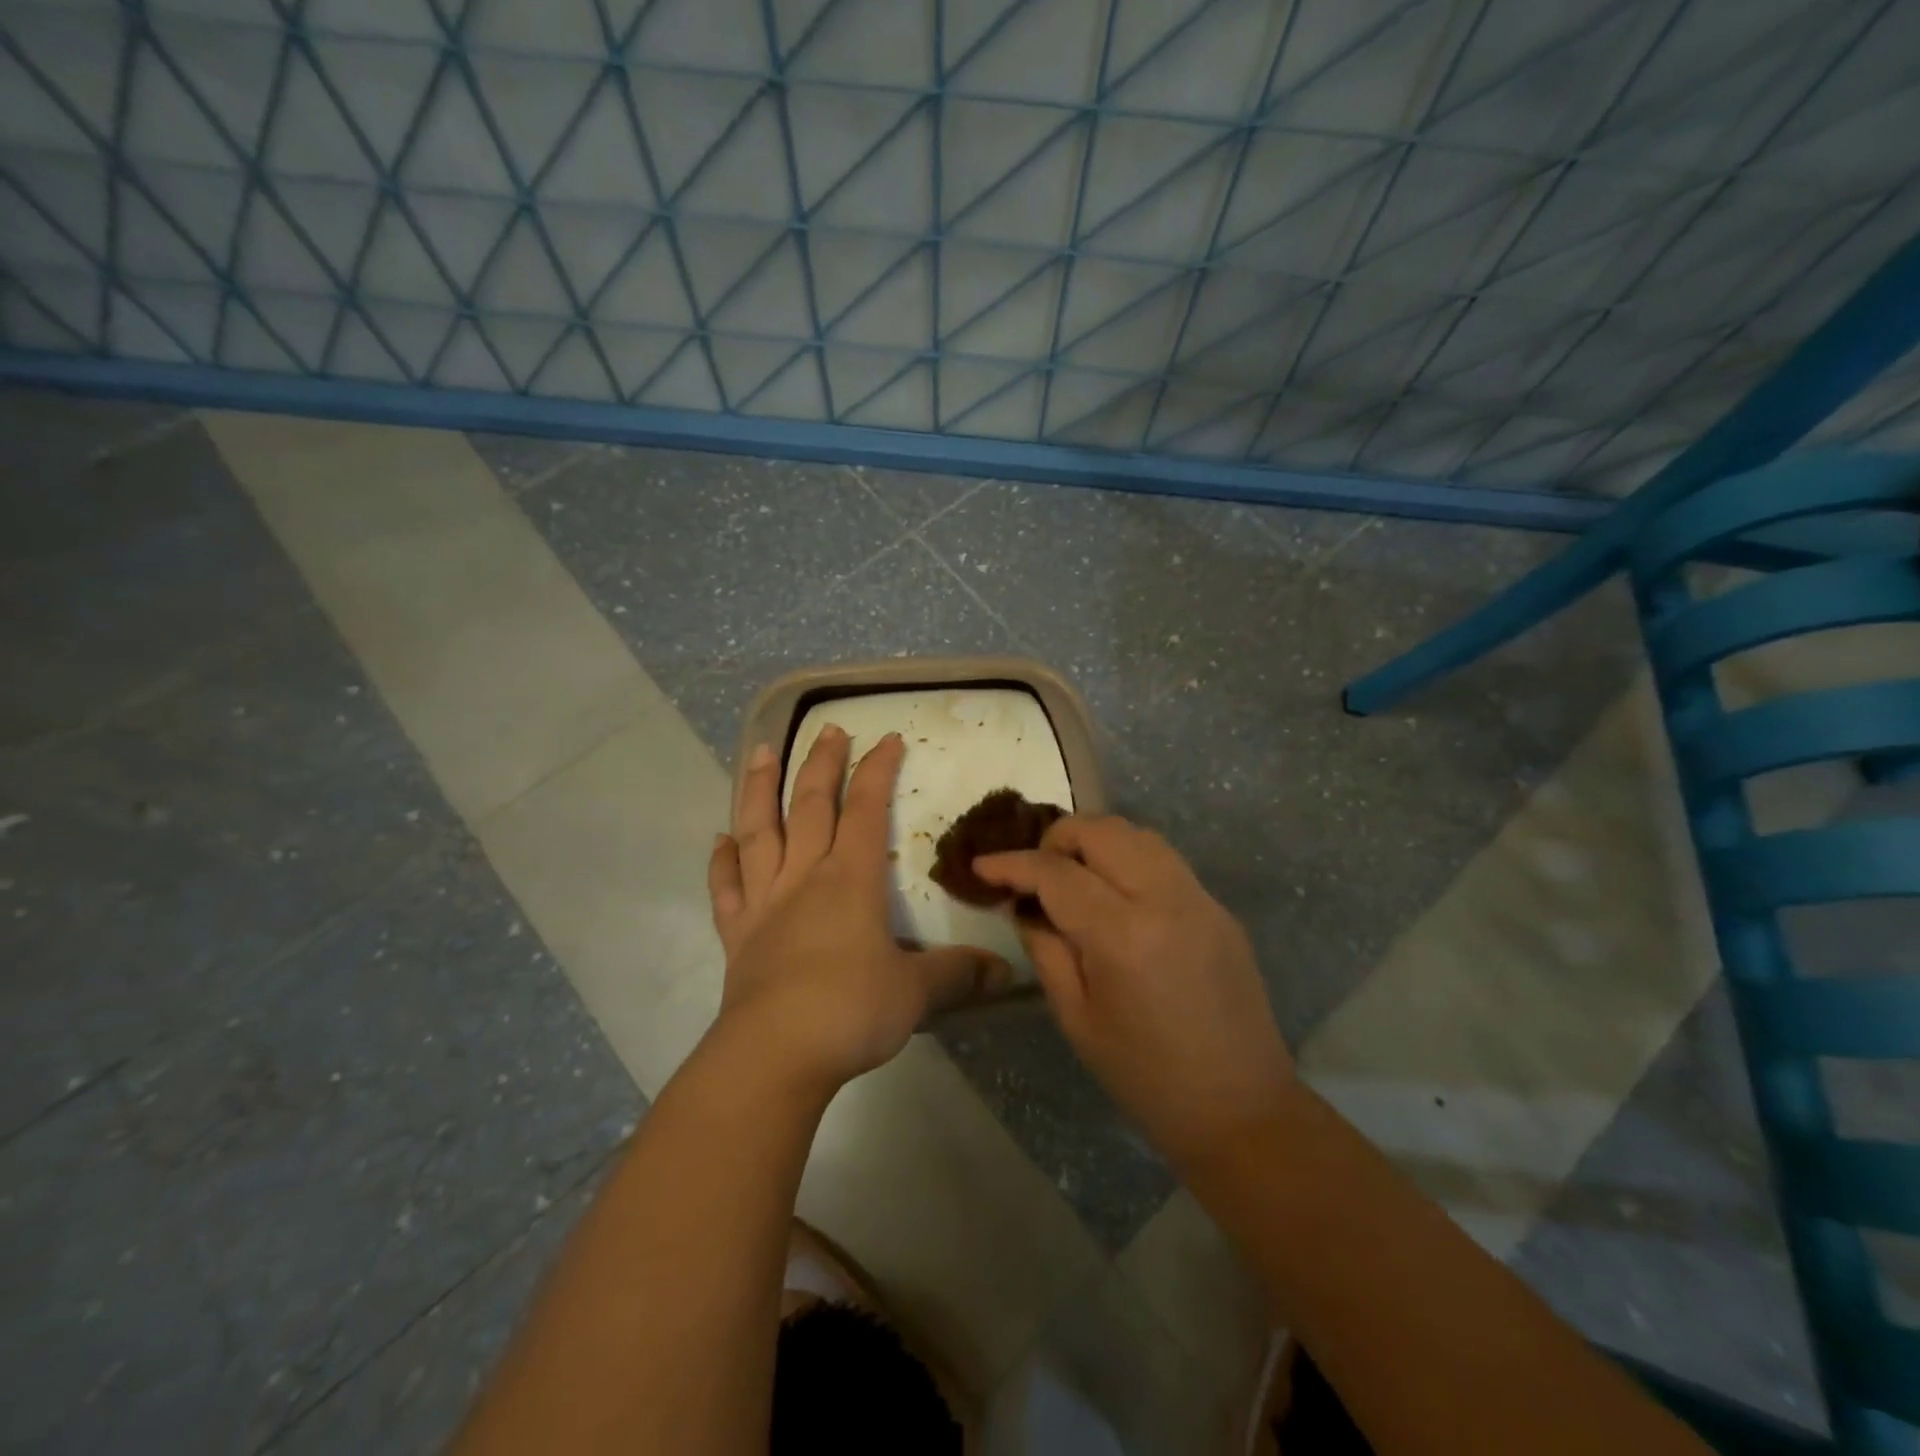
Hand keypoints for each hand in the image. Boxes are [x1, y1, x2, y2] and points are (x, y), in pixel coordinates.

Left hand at [707, 726, 1009, 1095]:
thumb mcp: (917, 993)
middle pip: (810, 805)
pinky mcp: (737, 934)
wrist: (775, 1053)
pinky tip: (720, 841)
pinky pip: (725, 888)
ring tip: (757, 752)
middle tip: (828, 728)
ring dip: (757, 790)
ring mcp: (764, 902)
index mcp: (850, 879)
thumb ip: (958, 974)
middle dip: (821, 763)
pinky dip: (721, 861)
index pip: (867, 809)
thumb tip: (1005, 972)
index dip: (878, 770)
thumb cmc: (851, 1010)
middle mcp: (804, 876)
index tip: (887, 738)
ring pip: (758, 831)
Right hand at [975, 816, 1293, 1165]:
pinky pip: (1165, 859)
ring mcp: (1200, 898)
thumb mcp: (1075, 1017)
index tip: (983, 866)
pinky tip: (1116, 893)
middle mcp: (1165, 899)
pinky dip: (1129, 858)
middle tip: (1035, 872)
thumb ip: (1045, 948)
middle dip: (1056, 838)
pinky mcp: (1219, 907)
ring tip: (1073, 875)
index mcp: (1122, 935)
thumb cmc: (1144, 1076)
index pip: (1056, 872)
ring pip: (1137, 834)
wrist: (1239, 1109)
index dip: (1012, 864)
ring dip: (1096, 841)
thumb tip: (1026, 905)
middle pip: (1101, 830)